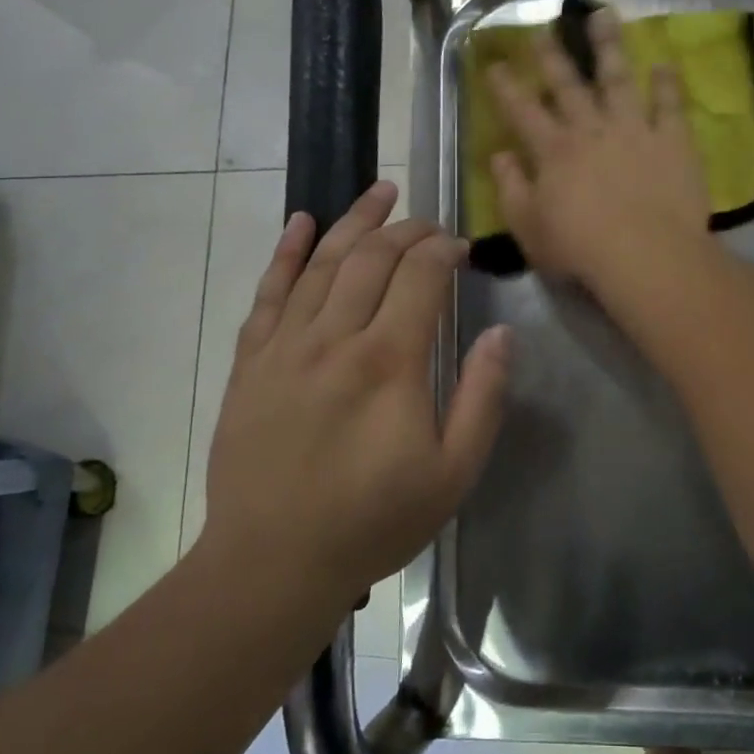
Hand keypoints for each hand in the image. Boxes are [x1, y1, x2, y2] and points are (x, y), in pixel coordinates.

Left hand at [201, 182, 509, 607]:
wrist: (273, 561)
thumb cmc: (373, 520)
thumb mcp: (453, 473)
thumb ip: (482, 398)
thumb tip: (502, 333)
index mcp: (389, 362)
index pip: (421, 277)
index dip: (444, 251)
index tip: (462, 248)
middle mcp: (335, 337)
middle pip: (373, 258)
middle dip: (407, 229)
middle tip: (430, 223)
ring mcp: (285, 345)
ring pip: (323, 262)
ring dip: (354, 221)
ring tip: (381, 192)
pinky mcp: (251, 361)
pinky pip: (268, 292)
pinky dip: (286, 253)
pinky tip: (301, 224)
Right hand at [487, 7, 709, 291]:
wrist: (646, 256)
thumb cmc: (580, 250)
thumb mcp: (529, 228)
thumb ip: (511, 189)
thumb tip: (500, 156)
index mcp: (553, 152)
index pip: (522, 111)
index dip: (506, 86)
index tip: (495, 63)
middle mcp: (590, 130)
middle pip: (568, 85)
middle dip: (553, 56)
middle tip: (544, 29)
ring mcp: (634, 130)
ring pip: (618, 78)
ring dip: (609, 46)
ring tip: (604, 15)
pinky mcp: (672, 141)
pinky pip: (670, 105)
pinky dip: (667, 83)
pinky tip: (664, 64)